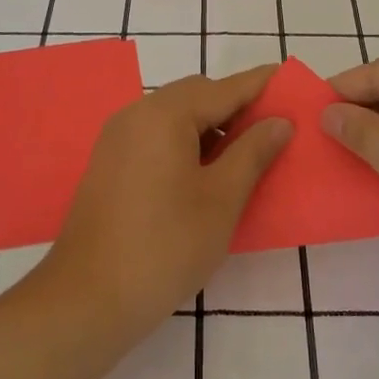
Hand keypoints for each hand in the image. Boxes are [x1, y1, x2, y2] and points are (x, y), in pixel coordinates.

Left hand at [40, 65, 292, 337]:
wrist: (87, 299)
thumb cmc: (165, 246)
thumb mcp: (222, 199)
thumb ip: (253, 152)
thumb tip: (279, 121)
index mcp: (165, 114)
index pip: (224, 88)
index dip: (261, 85)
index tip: (291, 80)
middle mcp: (136, 115)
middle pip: (196, 96)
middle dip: (235, 107)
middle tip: (272, 131)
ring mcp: (117, 139)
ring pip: (174, 117)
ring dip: (210, 127)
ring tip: (244, 157)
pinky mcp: (109, 164)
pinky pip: (156, 137)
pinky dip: (185, 143)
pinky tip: (205, 174)